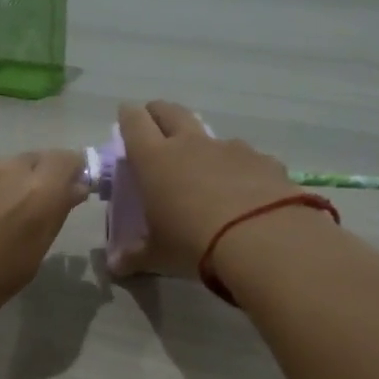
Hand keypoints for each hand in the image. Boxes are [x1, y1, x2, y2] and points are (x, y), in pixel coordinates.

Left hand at [0, 150, 89, 345]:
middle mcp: (8, 169)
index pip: (70, 161)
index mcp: (38, 191)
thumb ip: (52, 219)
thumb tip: (70, 192)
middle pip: (38, 159)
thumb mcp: (29, 261)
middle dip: (45, 178)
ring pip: (6, 166)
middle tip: (38, 210)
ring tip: (1, 218)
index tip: (72, 197)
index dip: (75, 176)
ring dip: (13, 183)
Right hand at [112, 101, 299, 276]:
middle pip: (171, 112)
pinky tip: (243, 191)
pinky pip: (245, 158)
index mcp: (155, 161)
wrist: (261, 240)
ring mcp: (230, 149)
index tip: (126, 114)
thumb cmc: (193, 244)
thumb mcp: (158, 256)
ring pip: (209, 135)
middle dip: (159, 113)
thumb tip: (115, 266)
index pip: (135, 123)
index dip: (128, 116)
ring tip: (202, 167)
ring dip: (201, 144)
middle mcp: (191, 145)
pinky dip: (238, 168)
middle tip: (155, 122)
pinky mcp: (263, 160)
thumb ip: (134, 257)